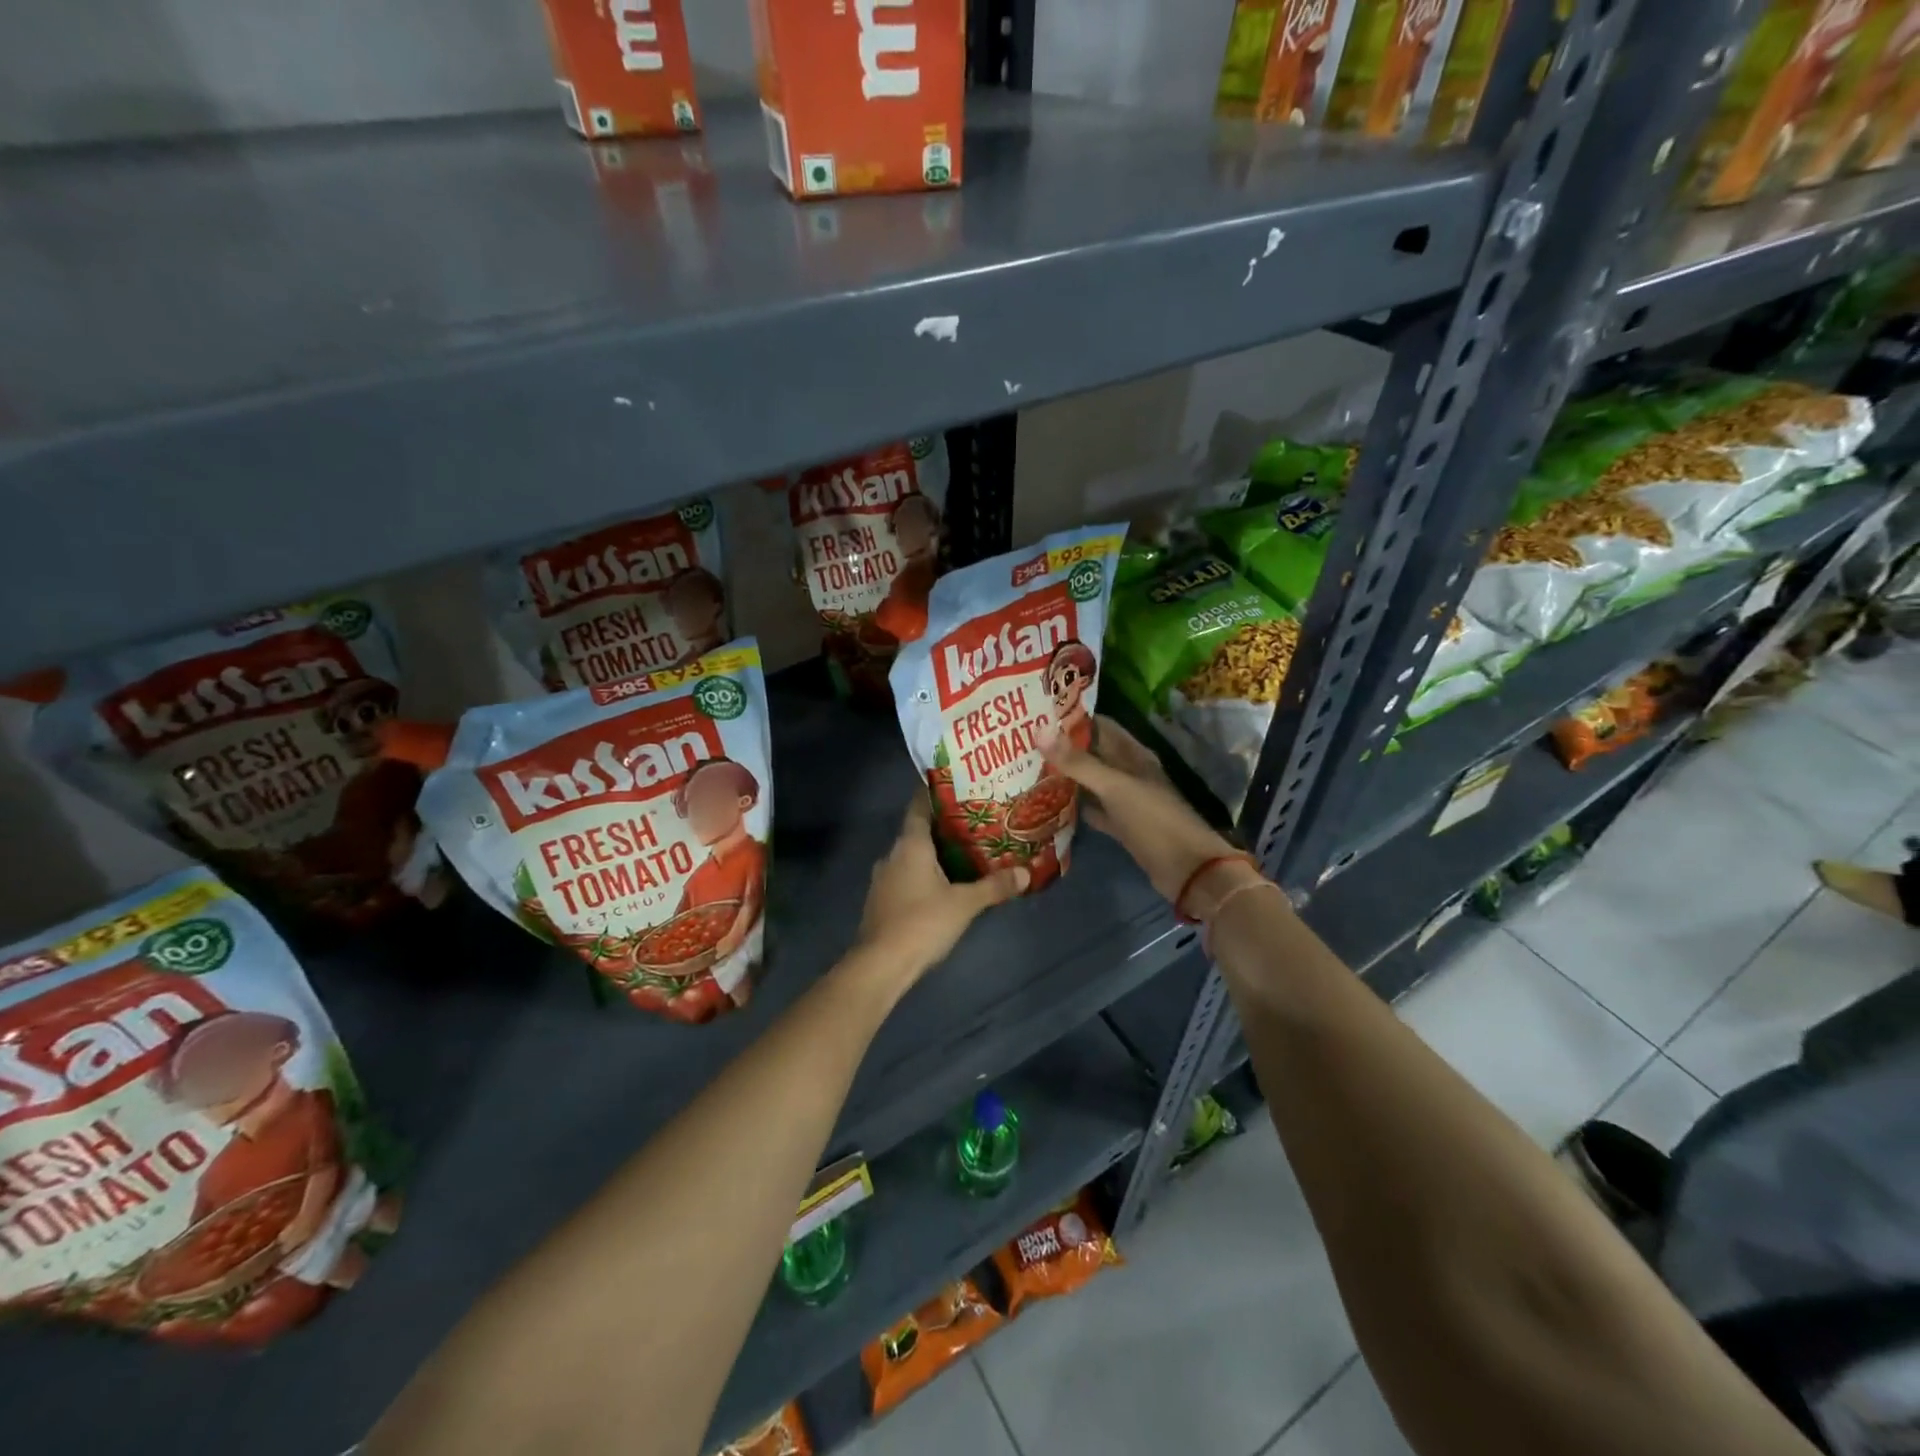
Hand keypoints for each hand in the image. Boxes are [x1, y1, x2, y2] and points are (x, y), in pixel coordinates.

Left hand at [854, 795, 1028, 978]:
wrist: (880, 964)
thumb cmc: (922, 923)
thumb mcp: (964, 904)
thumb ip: (994, 886)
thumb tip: (1026, 873)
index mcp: (910, 844)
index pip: (920, 806)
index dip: (936, 793)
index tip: (958, 787)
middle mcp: (892, 854)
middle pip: (918, 831)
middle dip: (944, 827)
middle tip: (975, 823)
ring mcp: (883, 878)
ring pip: (911, 856)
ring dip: (933, 853)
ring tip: (964, 853)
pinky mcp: (881, 900)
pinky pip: (905, 876)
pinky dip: (923, 874)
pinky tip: (943, 885)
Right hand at [1041, 716, 1237, 903]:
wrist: (1188, 870)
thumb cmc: (1154, 820)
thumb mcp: (1115, 787)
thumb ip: (1078, 762)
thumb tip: (1039, 730)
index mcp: (1135, 756)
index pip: (1102, 726)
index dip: (1074, 719)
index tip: (1040, 715)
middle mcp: (1131, 773)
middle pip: (1095, 754)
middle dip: (1065, 748)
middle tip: (1026, 743)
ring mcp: (1127, 801)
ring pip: (1093, 782)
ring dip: (1068, 777)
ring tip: (1032, 769)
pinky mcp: (1123, 826)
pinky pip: (1095, 810)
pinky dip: (1078, 807)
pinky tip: (1052, 805)